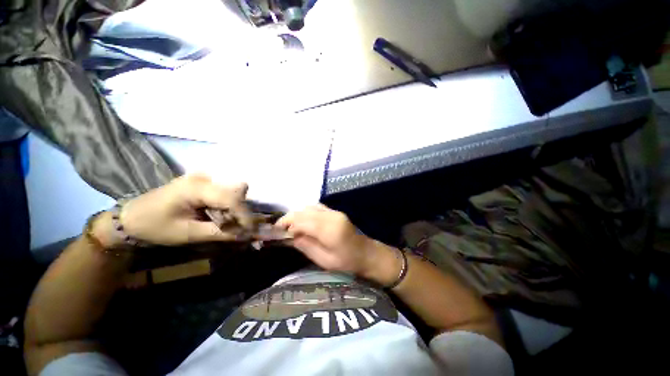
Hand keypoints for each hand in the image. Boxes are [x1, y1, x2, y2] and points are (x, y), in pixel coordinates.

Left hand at [111, 174, 251, 245]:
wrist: (130, 218)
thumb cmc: (155, 227)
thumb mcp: (188, 234)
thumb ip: (220, 233)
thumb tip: (247, 235)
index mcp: (196, 187)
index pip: (231, 199)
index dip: (245, 215)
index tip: (251, 231)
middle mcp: (204, 178)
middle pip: (236, 192)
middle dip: (241, 212)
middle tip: (237, 228)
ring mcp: (203, 178)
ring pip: (233, 192)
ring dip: (235, 210)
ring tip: (225, 224)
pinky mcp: (203, 183)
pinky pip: (225, 193)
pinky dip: (227, 207)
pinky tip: (218, 217)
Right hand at [276, 205, 394, 278]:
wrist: (366, 253)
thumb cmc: (346, 262)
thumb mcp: (323, 260)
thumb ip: (305, 245)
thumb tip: (289, 236)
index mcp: (329, 229)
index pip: (302, 220)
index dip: (287, 224)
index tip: (276, 232)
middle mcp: (331, 216)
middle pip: (304, 211)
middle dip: (289, 218)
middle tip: (280, 229)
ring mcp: (334, 212)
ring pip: (309, 207)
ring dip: (297, 214)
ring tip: (290, 226)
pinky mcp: (336, 212)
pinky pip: (317, 207)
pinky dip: (306, 212)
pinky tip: (303, 221)